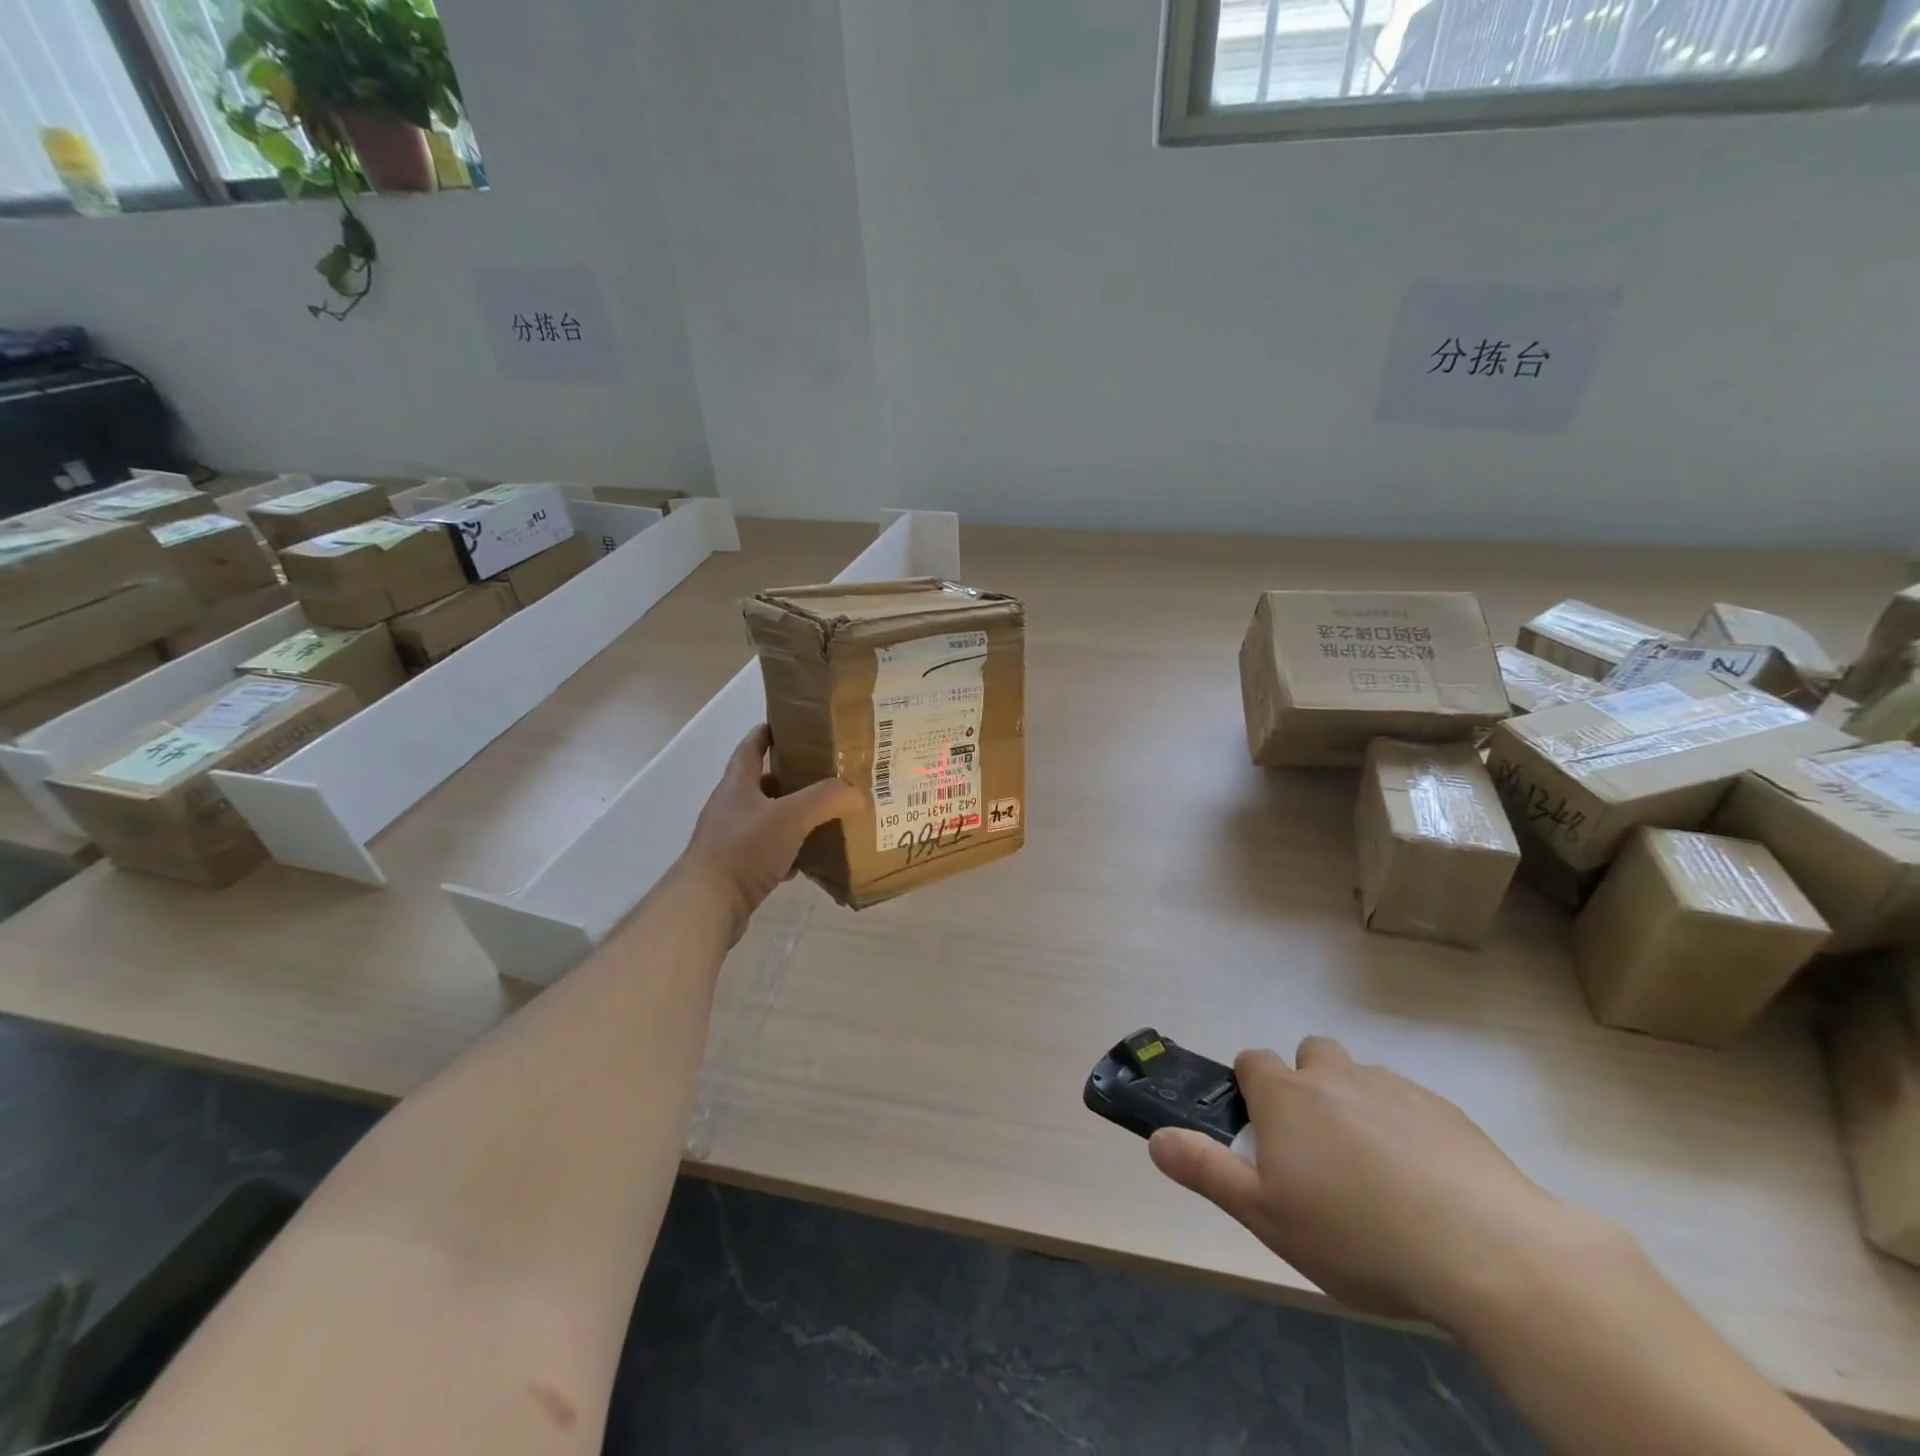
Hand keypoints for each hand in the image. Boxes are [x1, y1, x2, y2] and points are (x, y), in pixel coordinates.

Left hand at [678, 725, 864, 940]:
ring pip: (769, 820)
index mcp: (737, 784)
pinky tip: (809, 858)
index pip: (752, 746)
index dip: (770, 731)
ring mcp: (731, 840)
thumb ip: (827, 799)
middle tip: (828, 774)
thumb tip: (859, 795)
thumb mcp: (790, 816)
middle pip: (764, 784)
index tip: (796, 724)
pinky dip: (789, 852)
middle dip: (794, 777)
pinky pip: (769, 853)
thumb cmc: (744, 849)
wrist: (707, 906)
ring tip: (827, 815)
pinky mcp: (736, 869)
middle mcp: (731, 808)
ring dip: (794, 817)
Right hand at [1149, 1036, 1606, 1327]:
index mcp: (1287, 1095)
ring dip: (1356, 1105)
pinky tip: (1424, 1183)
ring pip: (1360, 1078)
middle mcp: (1335, 1075)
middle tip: (1319, 1151)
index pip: (1252, 1062)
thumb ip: (1206, 1170)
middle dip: (1307, 1087)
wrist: (1486, 1250)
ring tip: (1375, 1173)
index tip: (1263, 1135)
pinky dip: (1406, 1128)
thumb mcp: (1265, 1215)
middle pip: (1309, 1056)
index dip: (1251, 1090)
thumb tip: (1155, 1138)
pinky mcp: (1446, 1111)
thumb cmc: (1356, 1233)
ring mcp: (1394, 1087)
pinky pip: (1409, 1104)